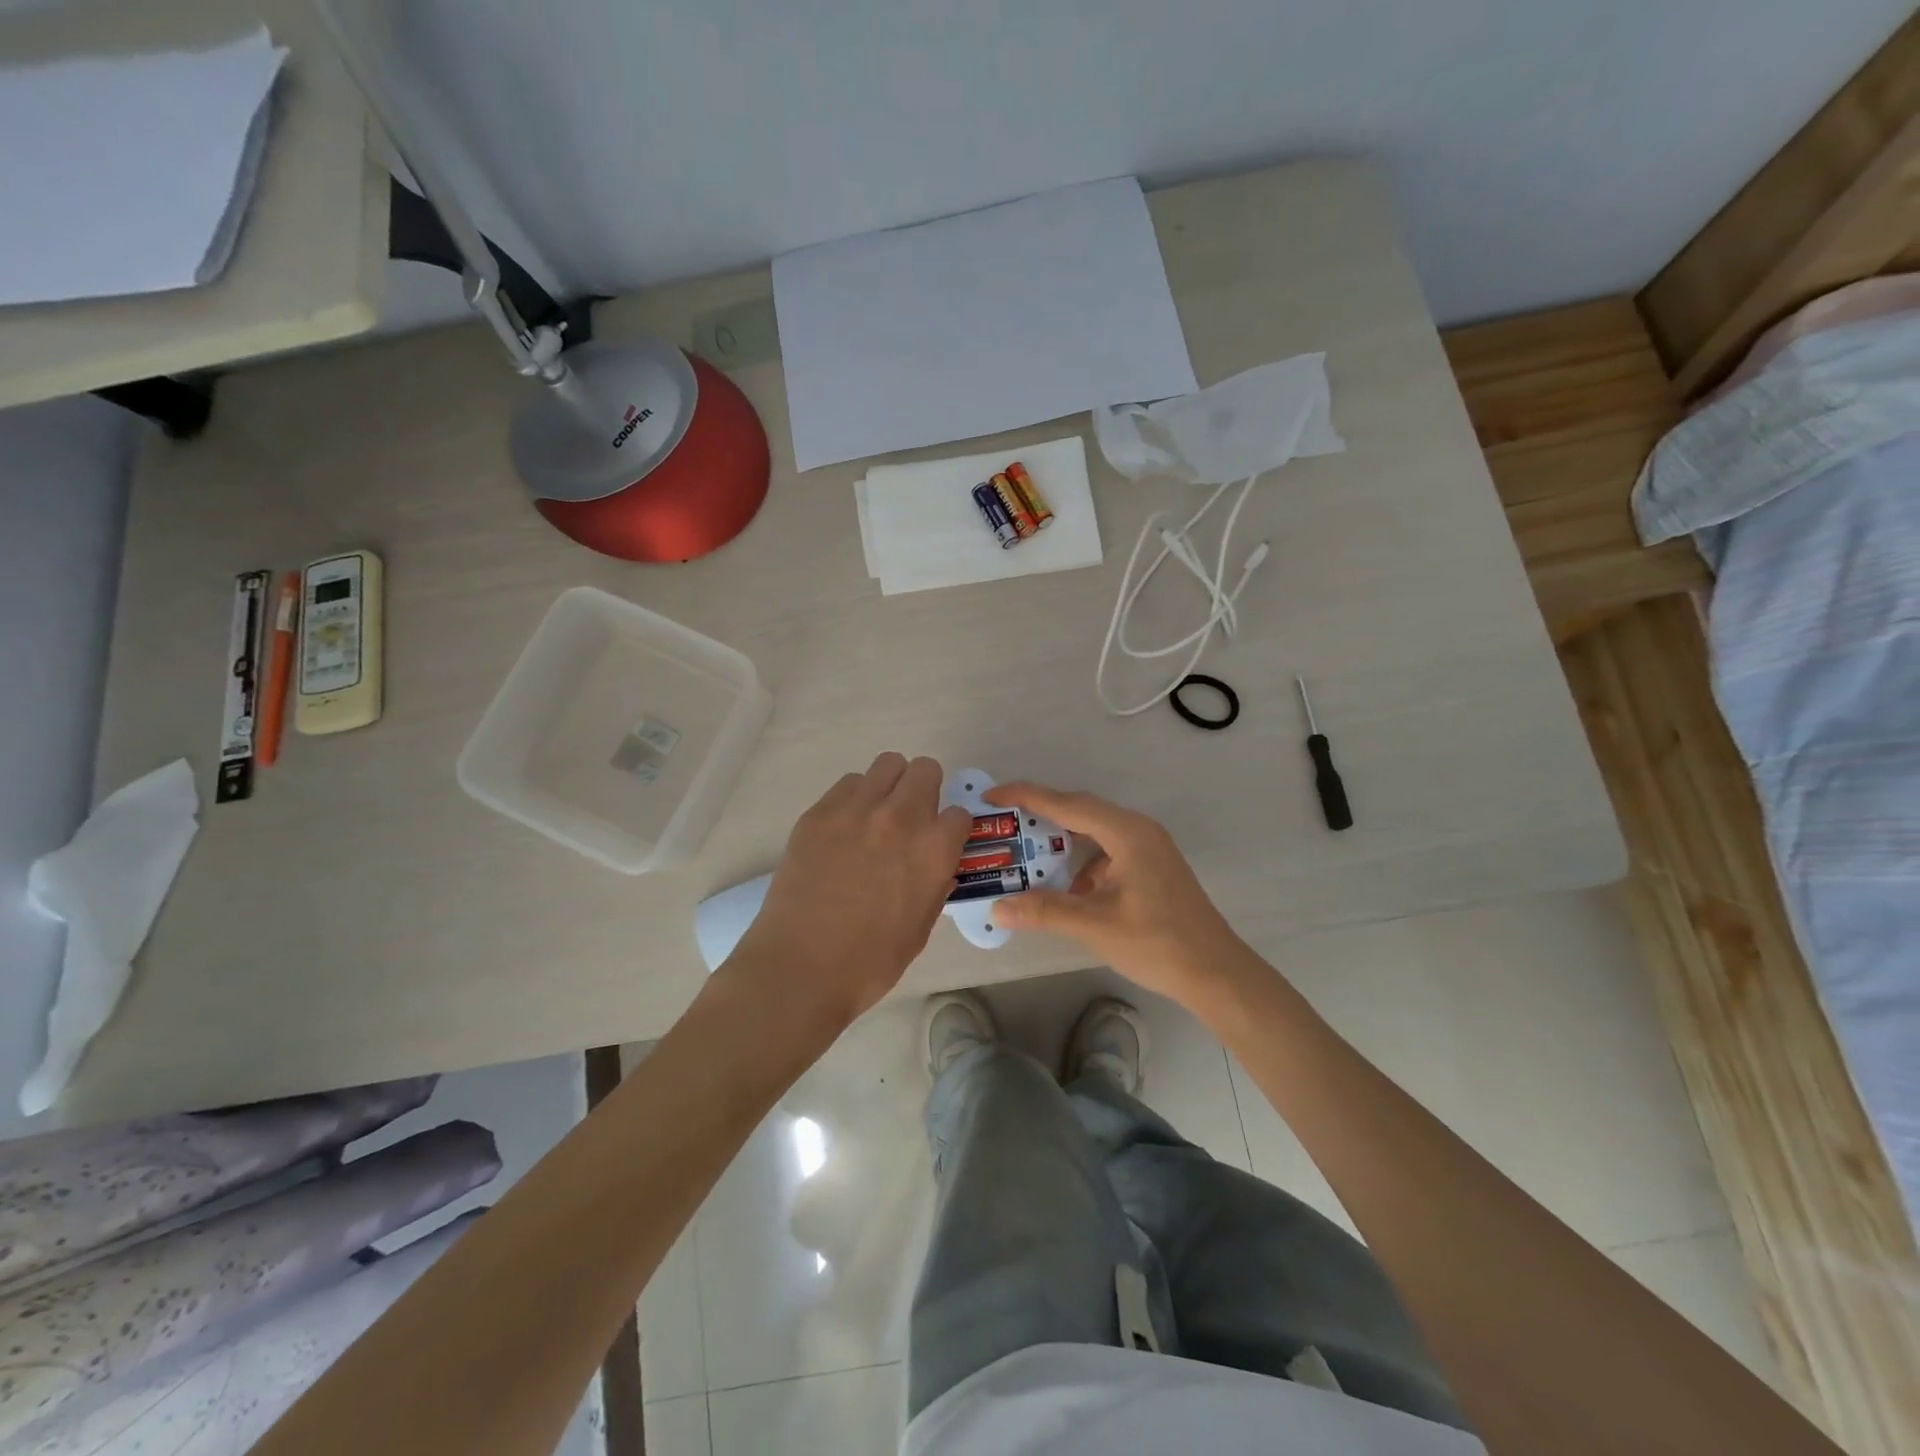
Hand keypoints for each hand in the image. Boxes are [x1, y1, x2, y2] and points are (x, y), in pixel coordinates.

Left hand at [727, 754, 972, 1028]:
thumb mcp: (921, 927)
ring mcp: (856, 810)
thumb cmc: (870, 962)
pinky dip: (855, 798)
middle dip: (926, 791)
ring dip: (891, 785)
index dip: (952, 829)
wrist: (800, 967)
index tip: (941, 842)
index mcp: (933, 850)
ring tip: (877, 815)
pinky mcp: (819, 812)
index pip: (960, 813)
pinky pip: (848, 783)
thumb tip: (936, 865)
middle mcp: (900, 817)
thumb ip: (934, 885)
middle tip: (912, 818)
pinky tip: (845, 828)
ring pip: (887, 764)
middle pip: (925, 770)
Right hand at [982, 782, 1245, 1008]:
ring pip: (1094, 832)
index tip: (991, 796)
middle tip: (1002, 823)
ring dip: (1061, 841)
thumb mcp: (1095, 925)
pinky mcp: (1151, 867)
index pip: (1068, 803)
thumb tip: (997, 908)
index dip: (1027, 797)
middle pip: (1080, 811)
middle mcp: (1138, 830)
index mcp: (1127, 833)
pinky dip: (1081, 862)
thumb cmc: (1158, 943)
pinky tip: (1066, 887)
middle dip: (1040, 816)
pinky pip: (1107, 851)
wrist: (1216, 973)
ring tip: (1025, 853)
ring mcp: (1148, 848)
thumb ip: (1044, 911)